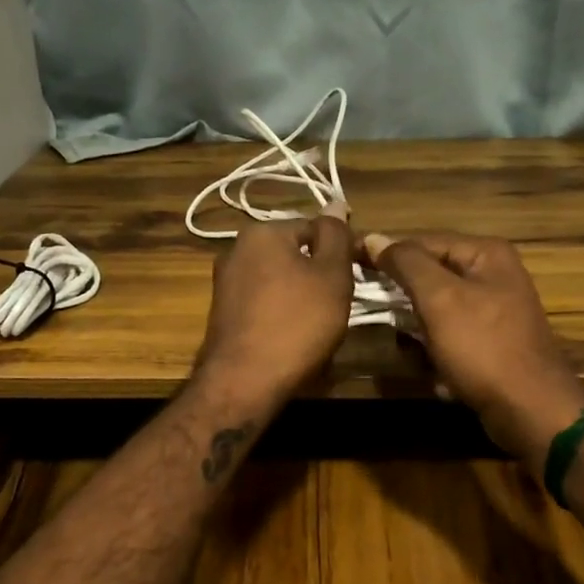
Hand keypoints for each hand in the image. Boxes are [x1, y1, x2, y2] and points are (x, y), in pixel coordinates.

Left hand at [196, 217, 354, 404]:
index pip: (314, 227)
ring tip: (320, 324)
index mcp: (262, 231)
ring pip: (279, 279)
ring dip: (302, 295)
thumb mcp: (331, 274)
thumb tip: (335, 203)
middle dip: (319, 273)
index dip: (342, 249)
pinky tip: (294, 336)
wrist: (245, 380)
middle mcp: (236, 249)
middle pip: (294, 253)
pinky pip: (264, 302)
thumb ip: (335, 235)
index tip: (360, 275)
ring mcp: (226, 282)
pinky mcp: (223, 313)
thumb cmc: (297, 322)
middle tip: (341, 302)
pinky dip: (282, 313)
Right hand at [364, 232, 583, 462]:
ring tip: (403, 344)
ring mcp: (494, 311)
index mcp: (486, 254)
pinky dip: (434, 349)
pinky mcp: (490, 344)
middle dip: (401, 294)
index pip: (423, 241)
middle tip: (368, 307)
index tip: (349, 264)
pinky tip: (427, 367)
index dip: (385, 252)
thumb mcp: (440, 298)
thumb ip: (406, 263)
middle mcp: (494, 275)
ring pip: (437, 309)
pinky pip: (450, 336)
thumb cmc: (483, 346)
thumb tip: (373, 237)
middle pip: (431, 274)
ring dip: (415, 326)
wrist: (530, 409)